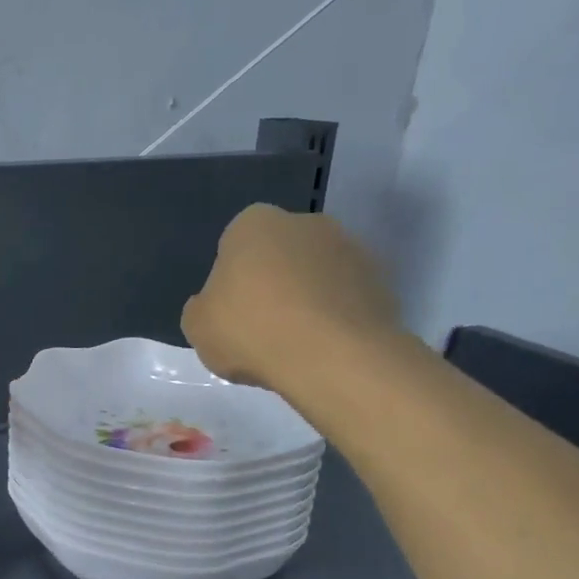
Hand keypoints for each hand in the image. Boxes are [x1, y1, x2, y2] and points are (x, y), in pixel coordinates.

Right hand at [181, 206, 402, 397]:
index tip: (230, 312)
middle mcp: (305, 223)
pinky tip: (323, 349)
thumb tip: (214, 304)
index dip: (230, 280)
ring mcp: (350, 248)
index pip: (234, 245)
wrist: (332, 356)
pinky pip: (345, 298)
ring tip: (295, 344)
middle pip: (280, 254)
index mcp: (254, 224)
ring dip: (306, 299)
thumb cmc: (251, 330)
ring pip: (315, 274)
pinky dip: (334, 317)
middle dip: (272, 283)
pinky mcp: (381, 280)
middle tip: (260, 327)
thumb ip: (203, 308)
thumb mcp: (197, 326)